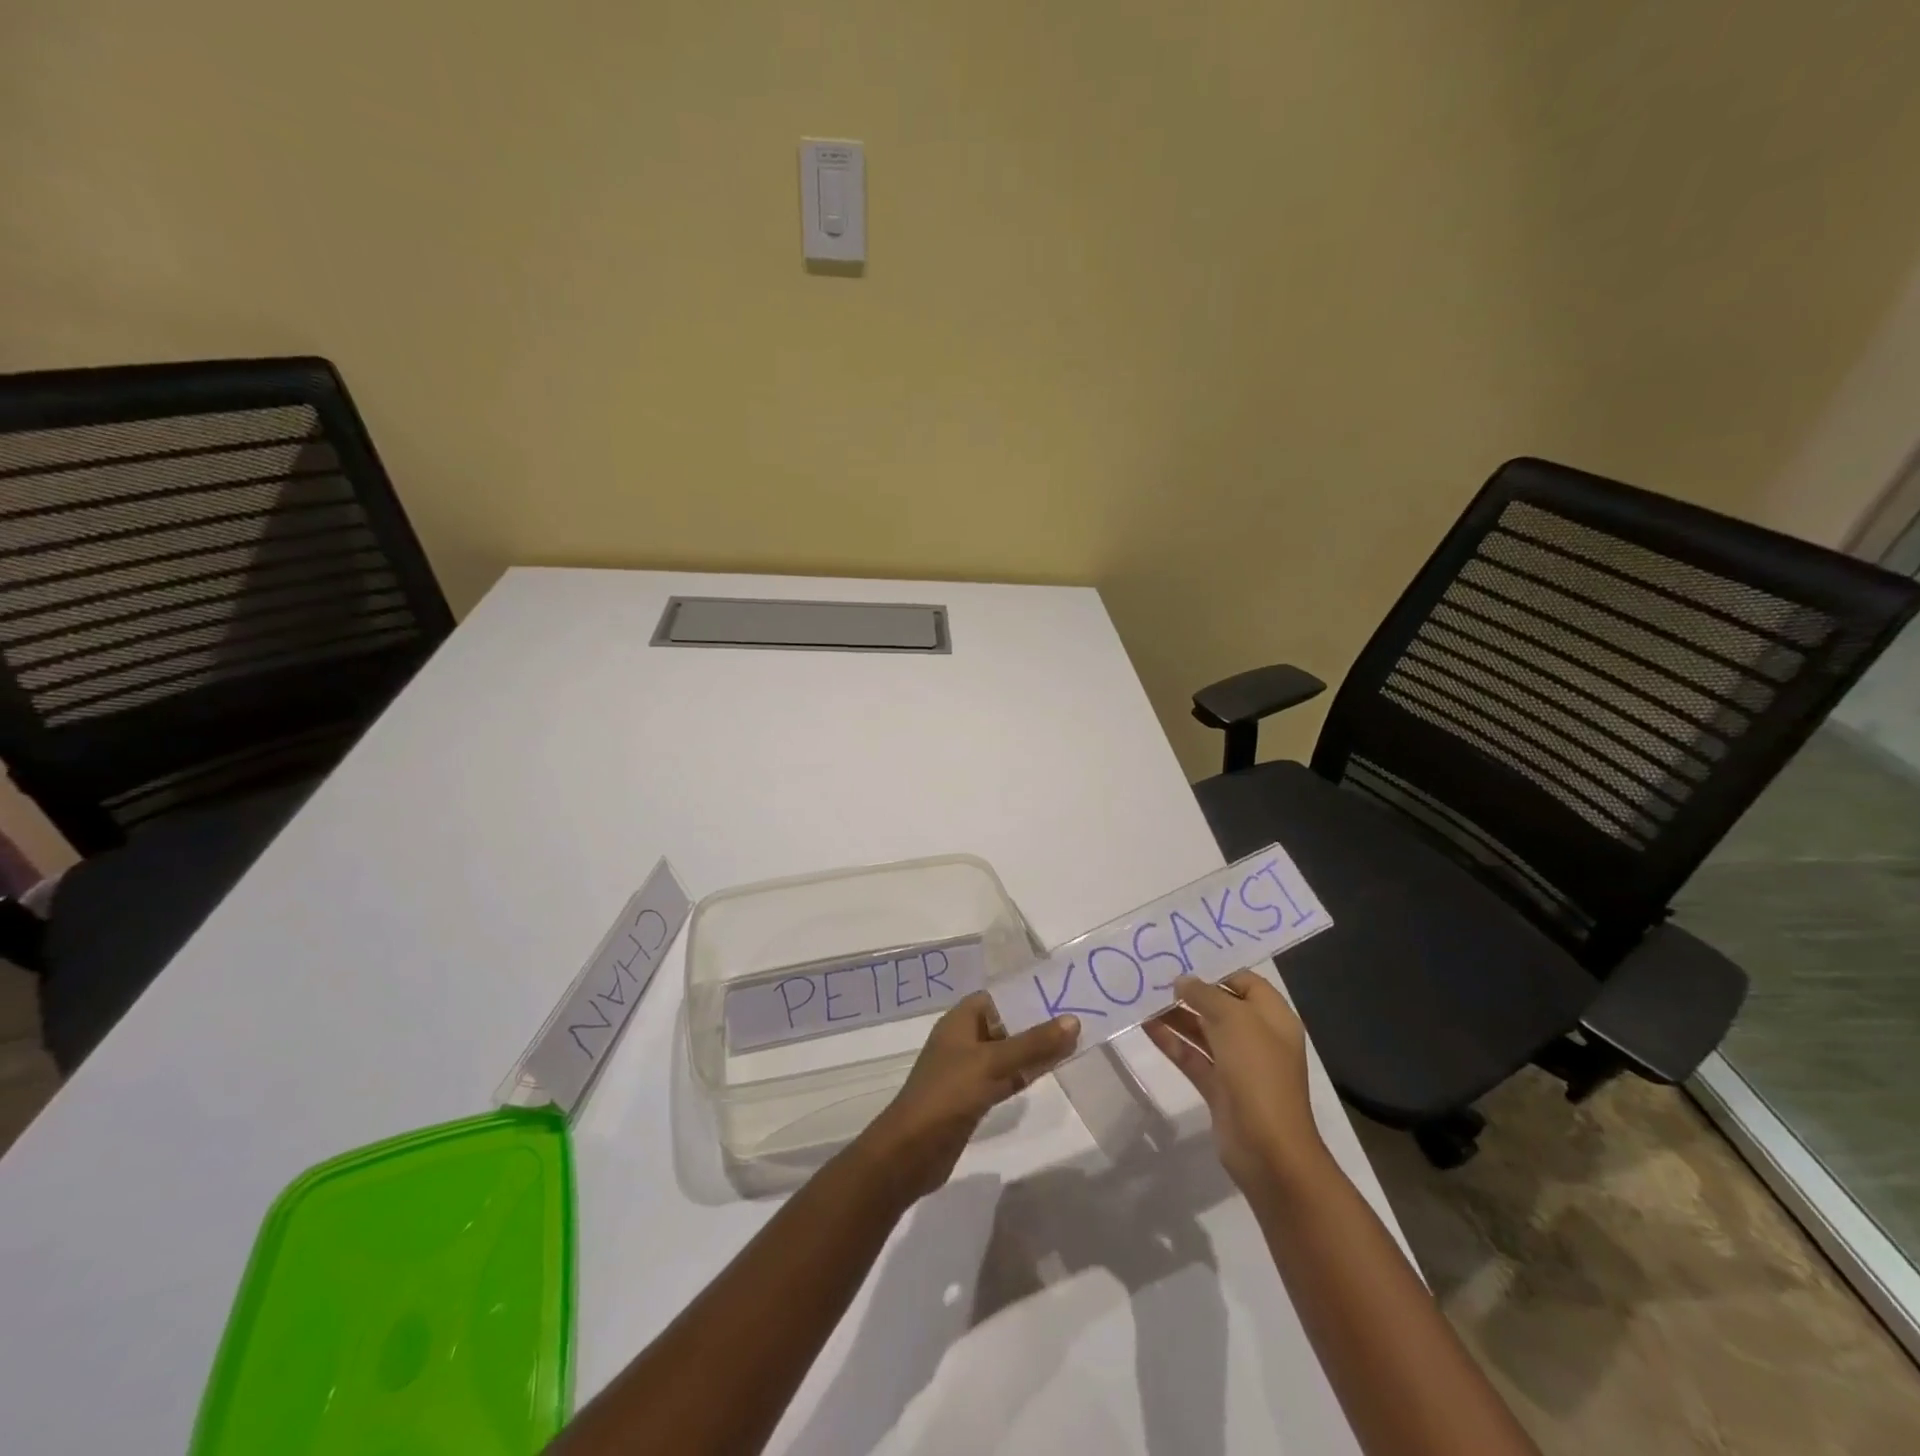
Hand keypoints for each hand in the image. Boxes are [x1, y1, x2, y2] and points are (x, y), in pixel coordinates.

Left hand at [855, 992, 1079, 1201]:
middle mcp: (964, 1040)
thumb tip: (1074, 1020)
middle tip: (1077, 1018)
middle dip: (1036, 1023)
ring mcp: (968, 1070)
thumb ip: (1034, 1043)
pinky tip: (1050, 1071)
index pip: (997, 998)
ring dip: (1034, 1049)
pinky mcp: (974, 1097)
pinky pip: (1005, 1077)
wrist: (911, 1151)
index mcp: (960, 1020)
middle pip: (1005, 1024)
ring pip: (1008, 1053)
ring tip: (1072, 1042)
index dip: (1025, 995)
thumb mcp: (993, 1063)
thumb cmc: (949, 1093)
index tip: (1060, 994)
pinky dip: (1024, 1073)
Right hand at [1144, 971, 1324, 1193]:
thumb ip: (1205, 995)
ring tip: (1142, 997)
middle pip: (1221, 1006)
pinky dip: (1171, 1042)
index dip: (1216, 969)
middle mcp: (1258, 1038)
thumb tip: (1183, 981)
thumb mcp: (1234, 1020)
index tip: (1182, 959)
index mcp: (1273, 1018)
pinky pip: (1192, 1057)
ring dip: (1176, 1016)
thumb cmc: (1257, 1072)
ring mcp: (1238, 1065)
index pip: (1245, 982)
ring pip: (1203, 1032)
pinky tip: (1146, 1026)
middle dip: (1190, 992)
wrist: (1268, 1149)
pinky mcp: (1219, 1088)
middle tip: (1154, 976)